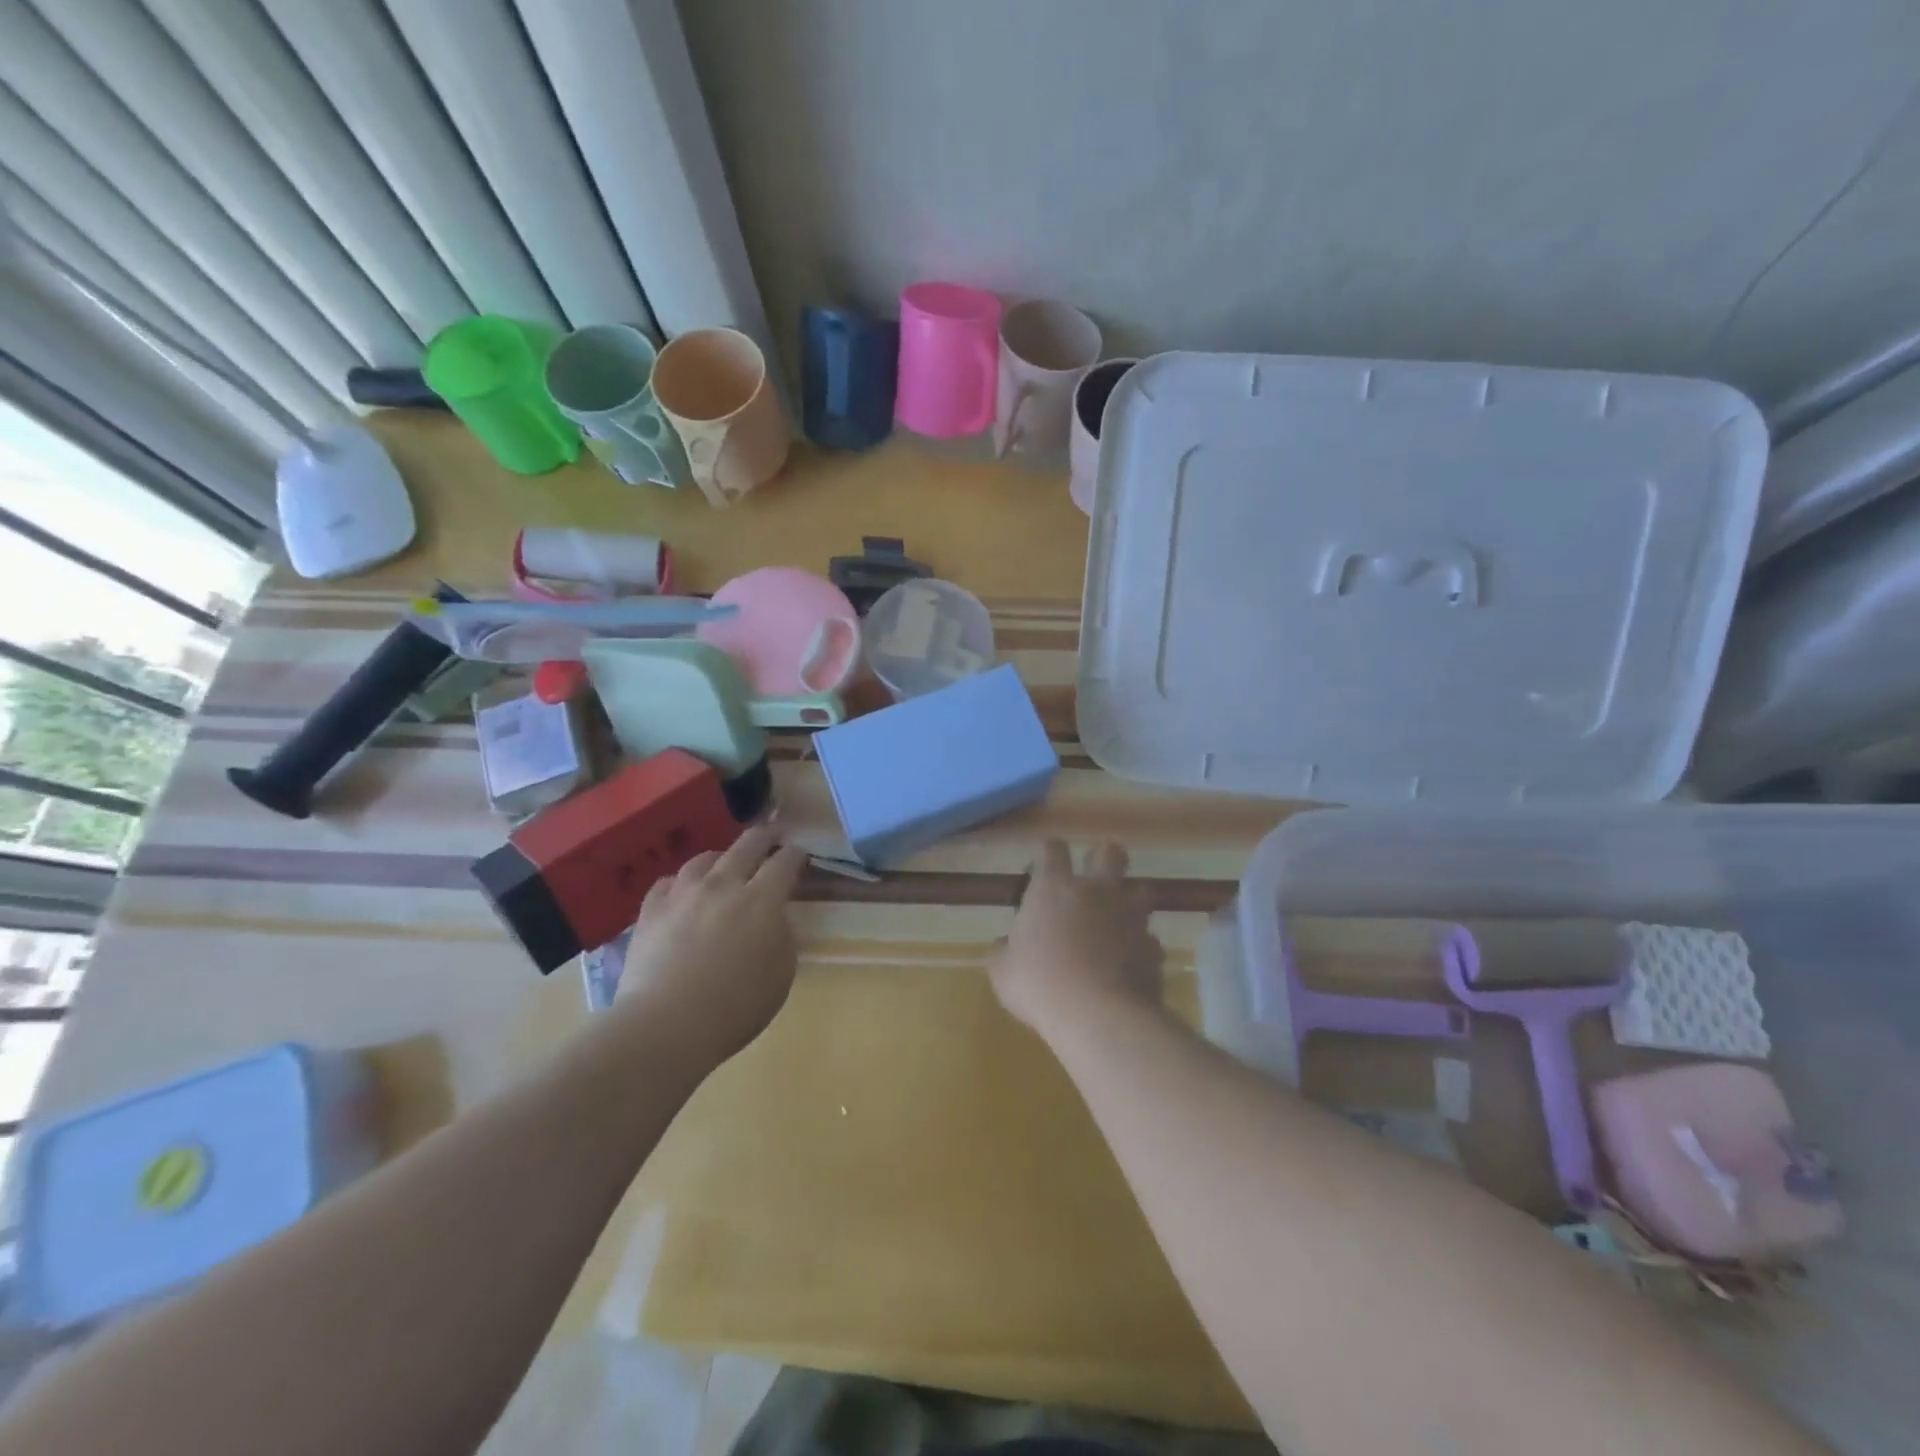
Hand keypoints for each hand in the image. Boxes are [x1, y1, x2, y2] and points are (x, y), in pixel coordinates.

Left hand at [617, 824, 807, 1063]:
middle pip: (748, 844)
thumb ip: (782, 937)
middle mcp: (724, 884)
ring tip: (724, 866)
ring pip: (705, 858)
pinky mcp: (651, 910)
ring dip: (722, 859)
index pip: (785, 861)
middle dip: (765, 836)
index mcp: (762, 899)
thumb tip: (774, 919)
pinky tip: (684, 894)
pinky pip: (669, 882)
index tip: (800, 856)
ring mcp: (683, 893)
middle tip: (772, 837)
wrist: (666, 1025)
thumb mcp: (781, 974)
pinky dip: (683, 883)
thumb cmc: (735, 1007)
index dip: (796, 854)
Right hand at [990, 839, 1163, 1038]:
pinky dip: (1139, 945)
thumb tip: (1003, 946)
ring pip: (1140, 890)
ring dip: (1128, 899)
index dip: (1050, 852)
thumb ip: (1003, 952)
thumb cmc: (1040, 985)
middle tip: (1095, 872)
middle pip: (1110, 853)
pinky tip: (1129, 962)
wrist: (1099, 1016)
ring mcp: (1130, 916)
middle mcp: (1096, 891)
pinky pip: (1148, 937)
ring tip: (1117, 918)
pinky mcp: (1152, 946)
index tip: (1044, 864)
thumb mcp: (1003, 972)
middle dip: (1104, 856)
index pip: (1053, 849)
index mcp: (1054, 888)